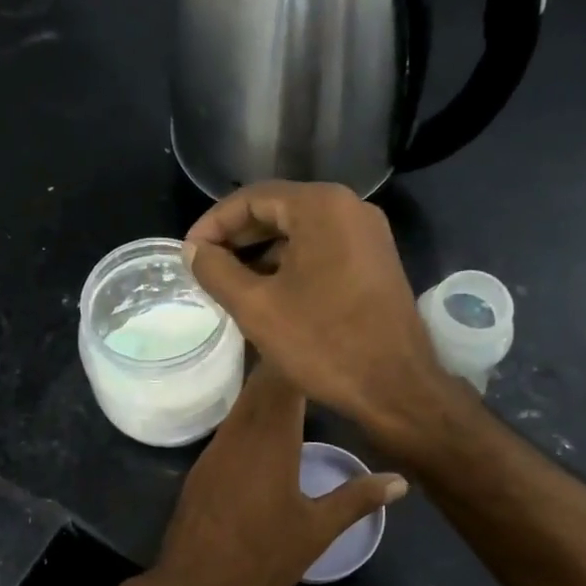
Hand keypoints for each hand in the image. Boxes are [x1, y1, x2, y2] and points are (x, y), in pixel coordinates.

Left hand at [150, 364, 405, 585]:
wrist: (194, 583)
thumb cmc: (262, 555)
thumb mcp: (317, 531)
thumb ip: (357, 499)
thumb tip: (400, 480)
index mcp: (270, 438)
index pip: (284, 380)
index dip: (302, 358)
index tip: (326, 346)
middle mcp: (240, 432)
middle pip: (261, 384)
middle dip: (287, 368)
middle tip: (319, 359)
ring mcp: (217, 447)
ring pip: (244, 403)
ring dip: (267, 390)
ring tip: (299, 385)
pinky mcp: (204, 464)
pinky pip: (231, 424)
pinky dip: (251, 413)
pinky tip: (266, 427)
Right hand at [184, 182, 452, 441]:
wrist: (397, 387)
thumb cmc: (323, 343)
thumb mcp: (257, 307)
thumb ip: (216, 271)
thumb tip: (193, 250)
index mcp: (321, 207)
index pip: (252, 198)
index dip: (213, 224)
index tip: (188, 254)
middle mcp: (349, 208)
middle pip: (278, 209)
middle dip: (237, 238)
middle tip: (205, 267)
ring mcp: (368, 236)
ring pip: (301, 232)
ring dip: (262, 253)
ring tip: (230, 284)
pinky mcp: (375, 262)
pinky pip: (322, 250)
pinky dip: (290, 265)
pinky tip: (268, 294)